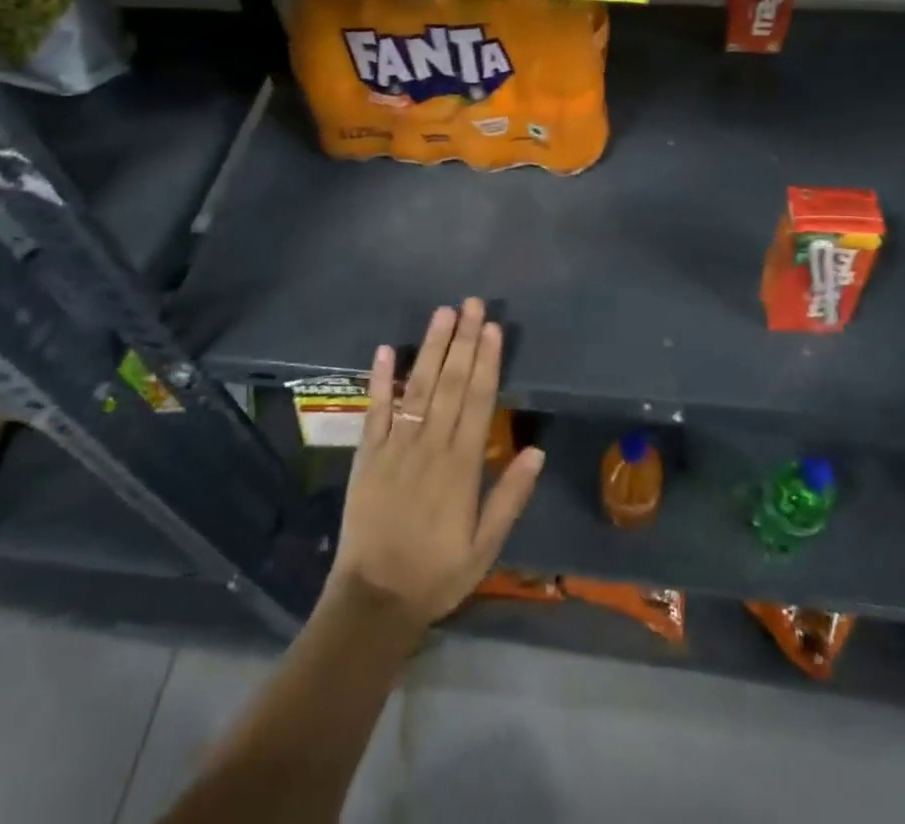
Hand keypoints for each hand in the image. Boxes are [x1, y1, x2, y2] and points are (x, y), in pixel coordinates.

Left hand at [326, 299, 543, 633]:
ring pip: (418, 388)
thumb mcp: (487, 546)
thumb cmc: (437, 573)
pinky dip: (381, 379)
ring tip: (443, 314)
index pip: (479, 401)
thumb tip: (536, 449)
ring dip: (432, 348)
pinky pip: (375, 411)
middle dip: (464, 341)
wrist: (375, 600)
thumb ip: (510, 496)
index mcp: (462, 466)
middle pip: (451, 384)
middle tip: (472, 304)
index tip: (494, 329)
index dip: (488, 362)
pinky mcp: (368, 454)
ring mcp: (396, 447)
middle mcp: (431, 446)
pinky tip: (387, 349)